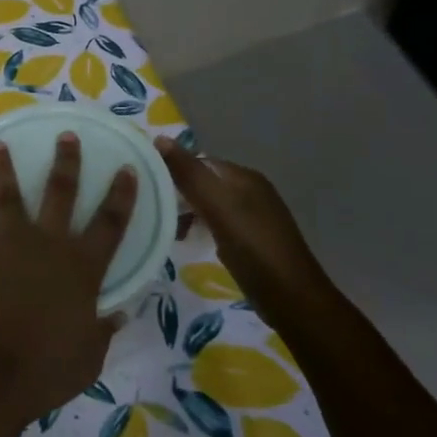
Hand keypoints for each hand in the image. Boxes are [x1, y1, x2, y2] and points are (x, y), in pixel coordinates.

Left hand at [0, 134, 137, 430]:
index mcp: (82, 267)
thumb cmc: (44, 370)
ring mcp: (6, 243)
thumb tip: (117, 314)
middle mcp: (46, 244)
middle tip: (66, 135)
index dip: (121, 195)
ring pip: (7, 193)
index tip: (126, 169)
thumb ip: (102, 330)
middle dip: (66, 161)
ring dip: (3, 167)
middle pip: (60, 192)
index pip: (110, 223)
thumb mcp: (88, 357)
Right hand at [157, 137, 335, 308]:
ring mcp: (253, 216)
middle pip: (204, 182)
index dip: (172, 170)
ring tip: (166, 229)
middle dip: (177, 194)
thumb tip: (160, 138)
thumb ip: (189, 174)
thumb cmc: (253, 247)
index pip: (199, 162)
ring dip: (187, 213)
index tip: (145, 187)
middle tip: (151, 210)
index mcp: (244, 177)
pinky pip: (217, 223)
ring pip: (209, 204)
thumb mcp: (217, 207)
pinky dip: (201, 228)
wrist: (292, 298)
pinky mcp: (252, 240)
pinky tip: (190, 242)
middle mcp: (251, 190)